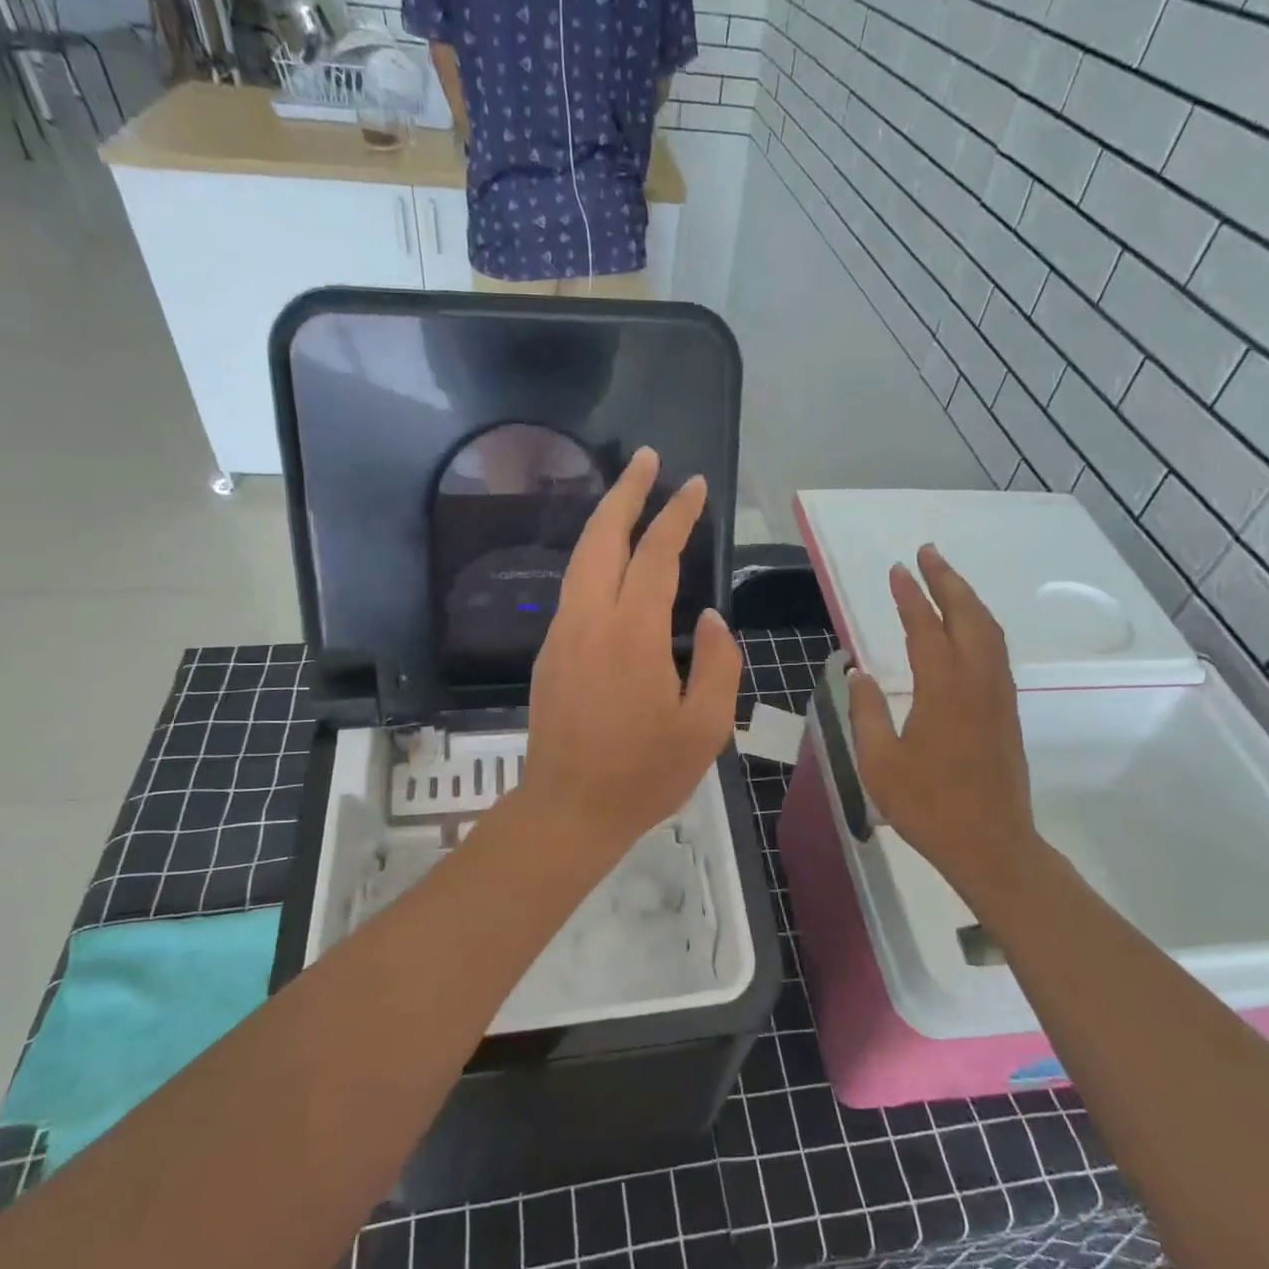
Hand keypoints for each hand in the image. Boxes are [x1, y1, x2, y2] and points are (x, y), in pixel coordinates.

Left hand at [520, 447, 741, 854]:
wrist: (568, 811)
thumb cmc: (644, 775)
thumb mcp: (706, 727)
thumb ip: (718, 663)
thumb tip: (711, 619)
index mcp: (632, 635)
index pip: (656, 555)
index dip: (677, 515)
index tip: (694, 485)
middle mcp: (589, 621)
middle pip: (602, 537)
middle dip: (625, 491)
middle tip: (647, 458)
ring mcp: (562, 634)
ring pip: (580, 559)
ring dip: (605, 520)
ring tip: (628, 494)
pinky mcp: (549, 652)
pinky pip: (574, 588)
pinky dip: (595, 557)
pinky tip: (612, 561)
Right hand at [847, 545, 1044, 890]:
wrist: (991, 844)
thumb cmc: (928, 806)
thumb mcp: (879, 762)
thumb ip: (867, 712)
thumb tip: (858, 674)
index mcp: (943, 690)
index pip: (926, 628)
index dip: (911, 596)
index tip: (897, 569)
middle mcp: (977, 682)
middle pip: (968, 615)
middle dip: (947, 580)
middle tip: (927, 553)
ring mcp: (998, 695)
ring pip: (989, 631)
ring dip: (967, 598)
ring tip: (945, 578)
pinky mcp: (1007, 710)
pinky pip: (996, 651)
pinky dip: (980, 624)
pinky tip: (967, 628)